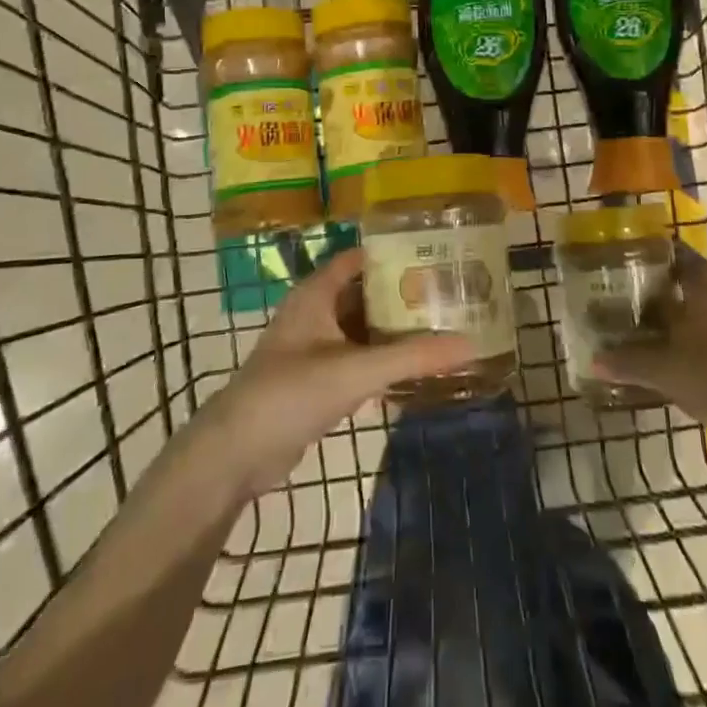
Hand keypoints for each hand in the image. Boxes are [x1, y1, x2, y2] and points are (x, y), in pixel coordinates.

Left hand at [203, 248, 474, 495]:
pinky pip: (357, 360)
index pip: (360, 258)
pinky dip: (382, 361)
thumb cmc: (291, 393)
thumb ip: (412, 357)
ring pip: (363, 329)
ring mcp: (314, 348)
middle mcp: (316, 312)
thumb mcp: (355, 371)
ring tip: (442, 328)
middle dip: (403, 295)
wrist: (235, 454)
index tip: (436, 254)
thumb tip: (470, 343)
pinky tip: (414, 371)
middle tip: (449, 296)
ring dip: (394, 330)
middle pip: (366, 293)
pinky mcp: (316, 380)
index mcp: (317, 293)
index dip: (395, 253)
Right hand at [591, 245, 706, 427]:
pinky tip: (678, 356)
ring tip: (654, 325)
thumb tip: (594, 360)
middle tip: (639, 291)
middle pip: (694, 287)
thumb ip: (628, 362)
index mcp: (704, 296)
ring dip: (683, 317)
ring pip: (705, 314)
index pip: (689, 260)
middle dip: (669, 288)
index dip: (671, 252)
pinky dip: (696, 340)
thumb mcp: (662, 370)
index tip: (650, 250)